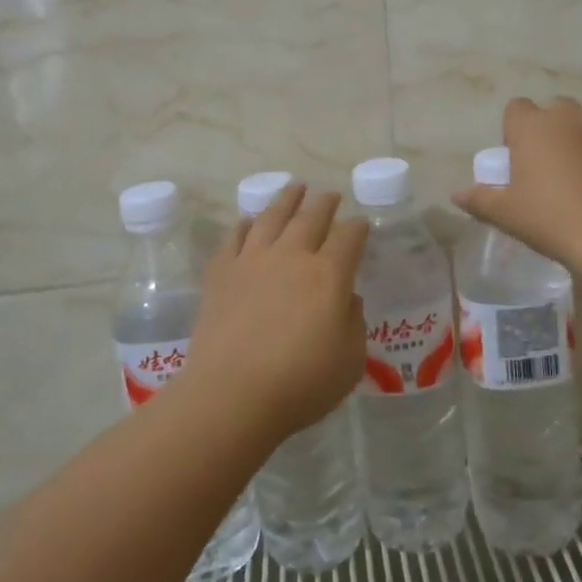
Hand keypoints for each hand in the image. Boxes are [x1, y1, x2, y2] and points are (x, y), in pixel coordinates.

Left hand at [185, 183, 369, 441]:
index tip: (361, 224)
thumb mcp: (349, 361)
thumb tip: (347, 298)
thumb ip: (354, 323)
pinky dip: (244, 224)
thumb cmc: (300, 383)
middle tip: (330, 194)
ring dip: (286, 199)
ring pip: (271, 217)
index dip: (358, 228)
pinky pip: (234, 237)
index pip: (349, 237)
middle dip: (324, 203)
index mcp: (328, 274)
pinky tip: (248, 220)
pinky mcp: (221, 273)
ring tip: (294, 187)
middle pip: (311, 217)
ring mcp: (252, 260)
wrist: (232, 394)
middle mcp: (292, 256)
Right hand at [451, 97, 581, 271]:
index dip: (513, 131)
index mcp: (533, 126)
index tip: (517, 159)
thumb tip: (457, 195)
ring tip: (578, 179)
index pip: (515, 108)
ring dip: (577, 142)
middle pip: (552, 112)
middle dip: (548, 131)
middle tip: (546, 169)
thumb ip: (478, 199)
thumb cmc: (549, 218)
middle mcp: (568, 117)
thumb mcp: (505, 213)